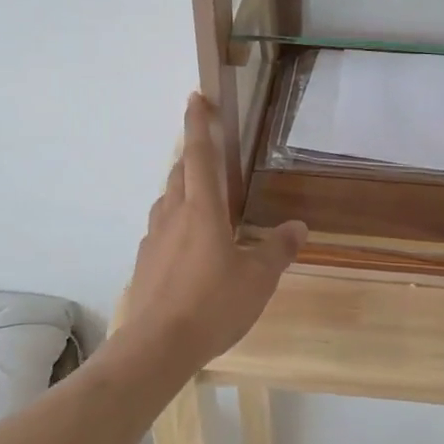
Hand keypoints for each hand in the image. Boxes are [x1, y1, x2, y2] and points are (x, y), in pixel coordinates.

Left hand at [121, 93, 306, 368]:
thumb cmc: (212, 305)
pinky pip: (161, 229)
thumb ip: (278, 249)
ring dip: (182, 189)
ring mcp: (154, 238)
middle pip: (179, 173)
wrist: (157, 346)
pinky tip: (188, 246)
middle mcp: (173, 215)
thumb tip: (298, 227)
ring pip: (167, 200)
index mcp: (202, 210)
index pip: (198, 154)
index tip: (196, 97)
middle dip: (192, 156)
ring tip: (202, 200)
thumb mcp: (258, 279)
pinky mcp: (145, 262)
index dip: (198, 123)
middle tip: (209, 153)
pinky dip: (175, 223)